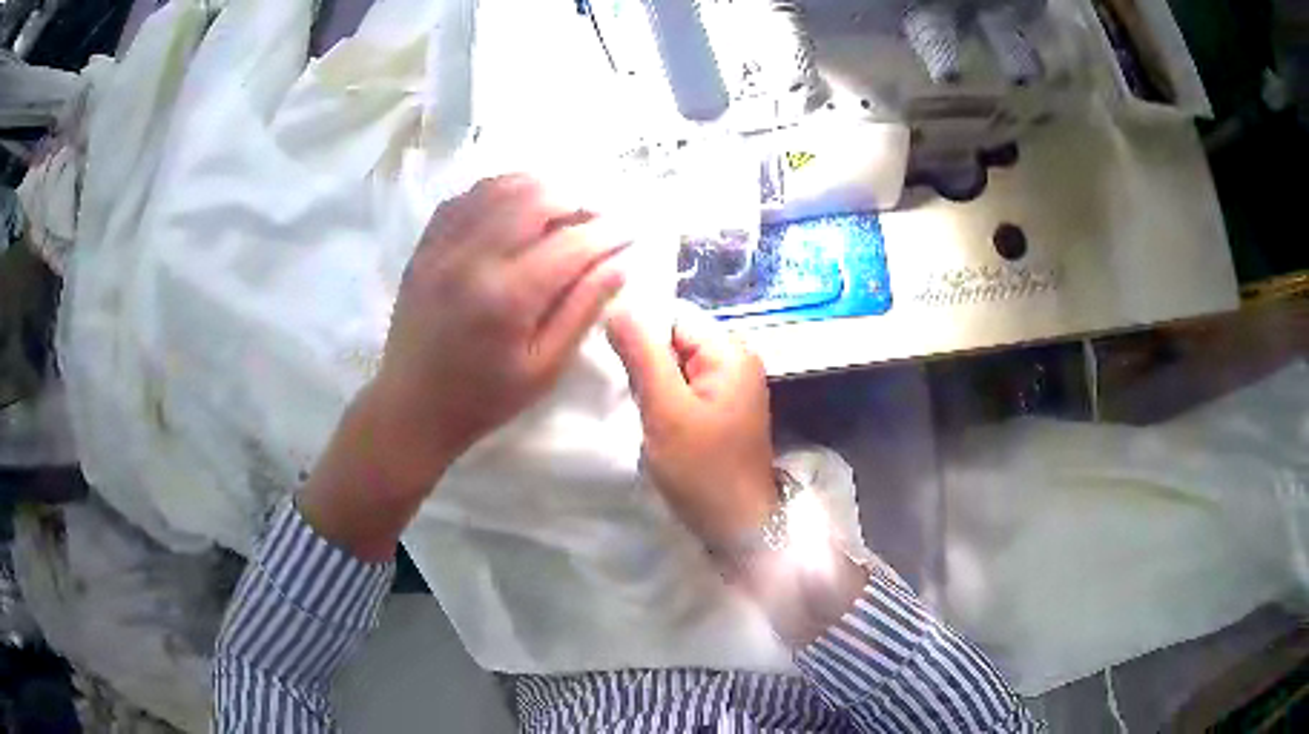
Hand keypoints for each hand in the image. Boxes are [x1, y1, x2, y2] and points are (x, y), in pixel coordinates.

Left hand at [369, 174, 630, 489]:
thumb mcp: (544, 368)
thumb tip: (619, 263)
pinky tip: (515, 208)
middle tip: (596, 221)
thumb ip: (583, 310)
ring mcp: (442, 247)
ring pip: (499, 188)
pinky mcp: (425, 246)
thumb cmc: (484, 397)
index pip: (572, 243)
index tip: (630, 232)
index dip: (609, 232)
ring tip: (560, 210)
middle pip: (535, 198)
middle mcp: (472, 259)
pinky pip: (465, 198)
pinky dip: (498, 193)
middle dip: (577, 202)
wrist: (412, 406)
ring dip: (539, 189)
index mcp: (507, 297)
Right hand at [605, 307, 777, 546]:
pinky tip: (654, 421)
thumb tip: (617, 304)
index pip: (674, 316)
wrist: (737, 526)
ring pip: (675, 365)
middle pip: (675, 339)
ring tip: (641, 410)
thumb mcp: (666, 410)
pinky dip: (664, 400)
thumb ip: (642, 355)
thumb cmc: (703, 470)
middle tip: (629, 393)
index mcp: (730, 351)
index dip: (640, 331)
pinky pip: (684, 388)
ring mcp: (729, 387)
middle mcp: (735, 360)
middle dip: (645, 361)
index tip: (612, 358)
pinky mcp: (720, 409)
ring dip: (652, 383)